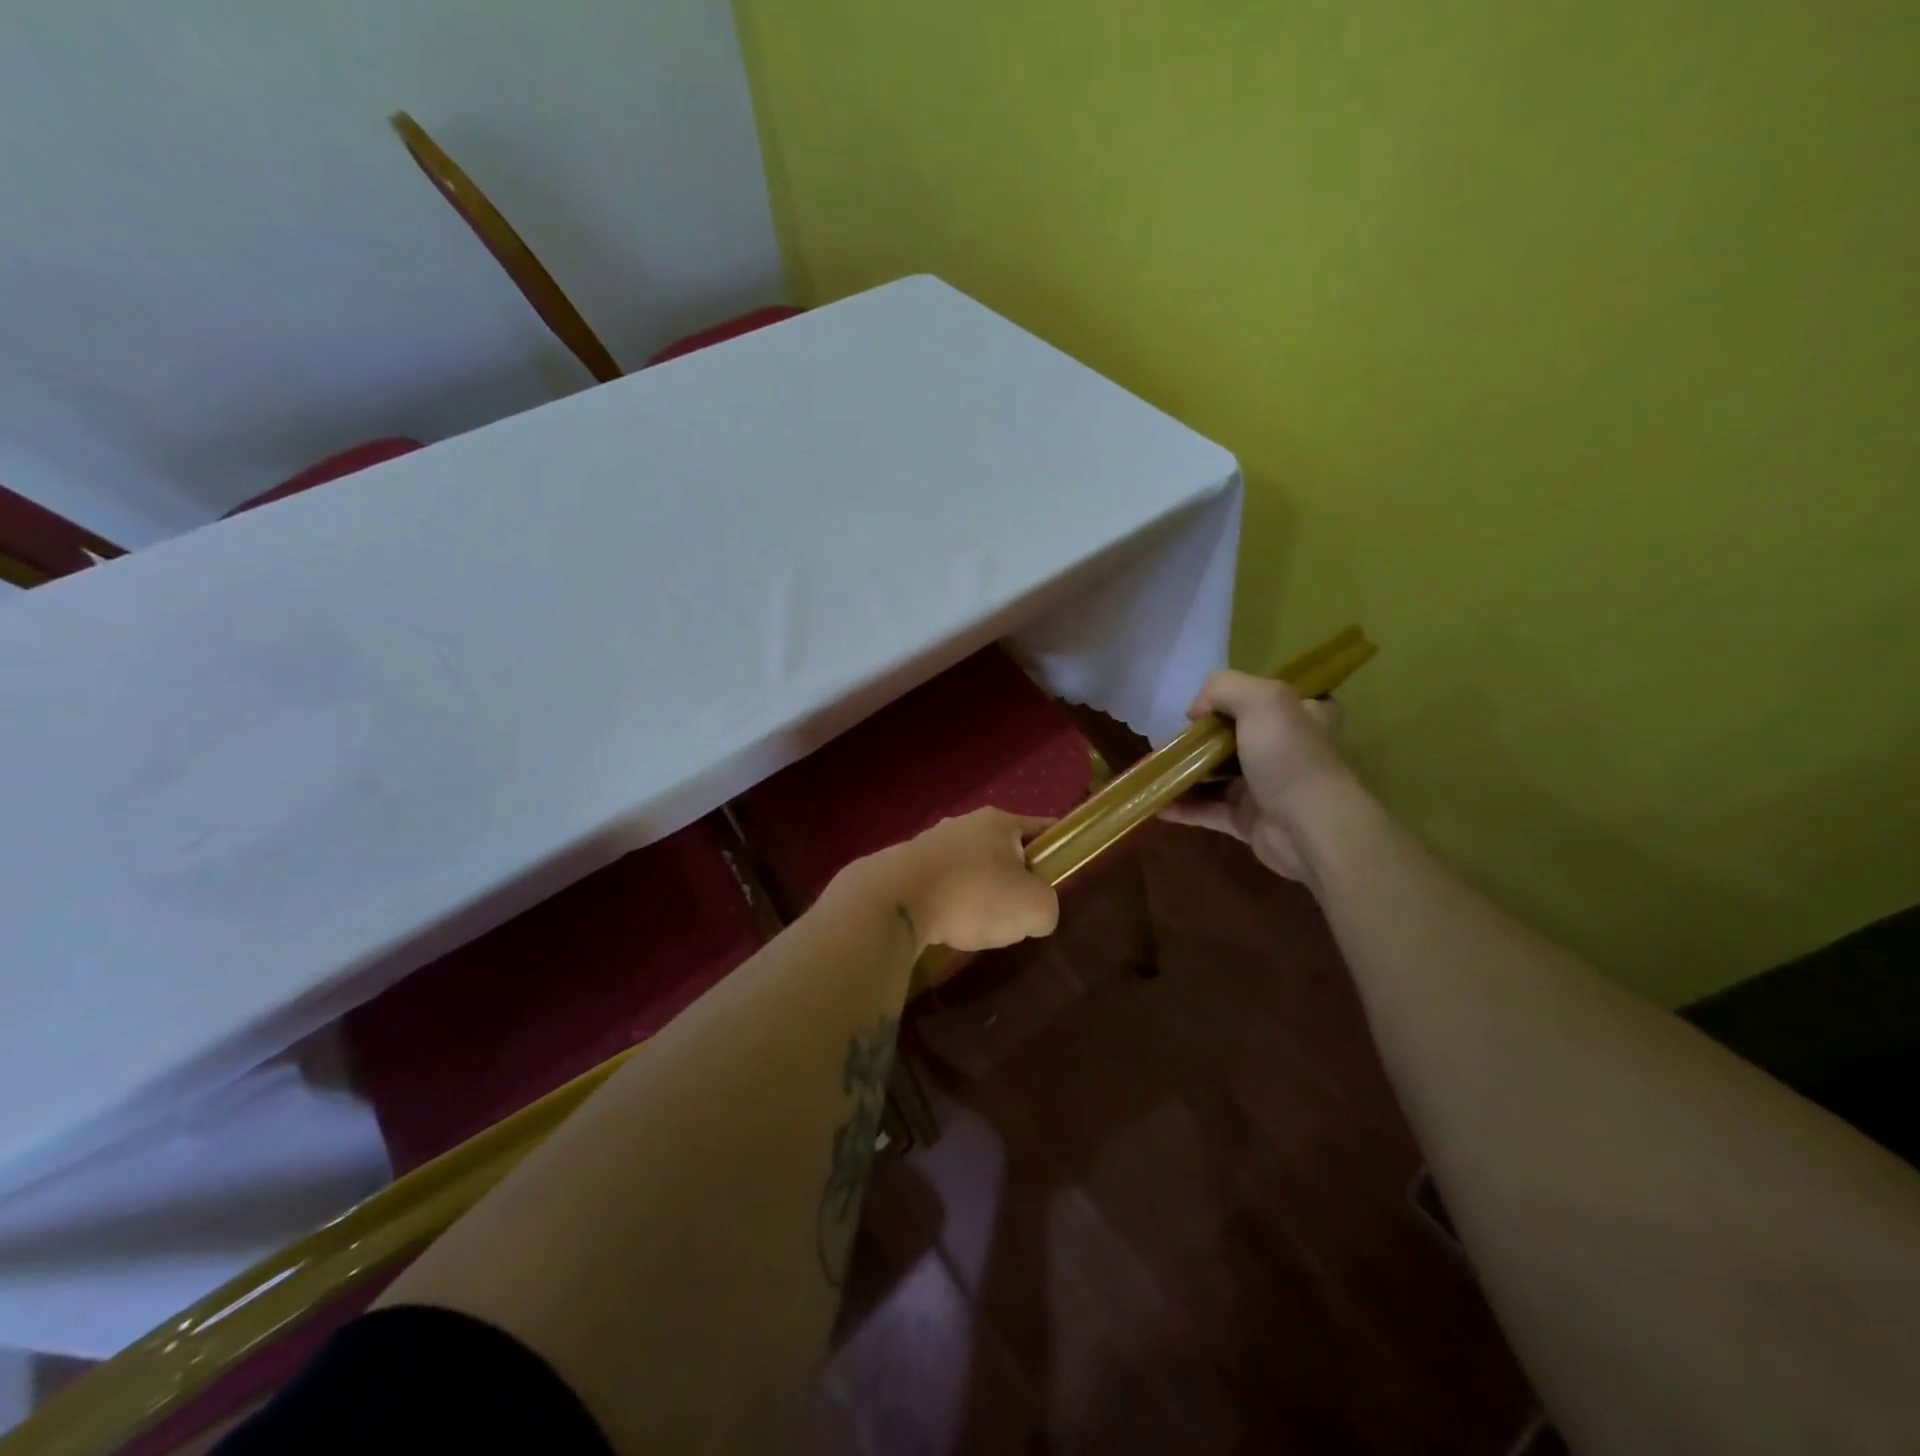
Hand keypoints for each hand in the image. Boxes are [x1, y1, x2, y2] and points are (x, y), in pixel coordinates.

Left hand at [852, 808, 1059, 954]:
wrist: (895, 901)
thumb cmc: (975, 895)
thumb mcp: (1034, 908)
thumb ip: (1047, 908)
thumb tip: (1034, 912)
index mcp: (999, 822)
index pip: (1040, 828)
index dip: (1056, 848)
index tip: (1062, 870)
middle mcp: (963, 824)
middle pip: (1003, 851)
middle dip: (1014, 880)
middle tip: (1019, 913)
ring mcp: (930, 843)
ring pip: (970, 870)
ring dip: (979, 894)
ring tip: (978, 927)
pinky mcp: (904, 868)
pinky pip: (941, 887)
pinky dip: (949, 905)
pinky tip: (947, 928)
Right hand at [1161, 669, 1359, 880]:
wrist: (1309, 827)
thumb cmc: (1288, 756)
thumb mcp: (1261, 699)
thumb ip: (1223, 688)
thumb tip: (1196, 711)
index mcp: (1298, 717)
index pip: (1275, 700)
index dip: (1244, 698)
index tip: (1211, 705)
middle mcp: (1284, 750)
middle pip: (1237, 738)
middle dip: (1202, 738)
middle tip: (1172, 739)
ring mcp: (1264, 788)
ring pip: (1218, 776)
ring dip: (1186, 774)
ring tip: (1154, 771)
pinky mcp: (1248, 820)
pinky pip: (1208, 810)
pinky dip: (1183, 807)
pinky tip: (1157, 803)